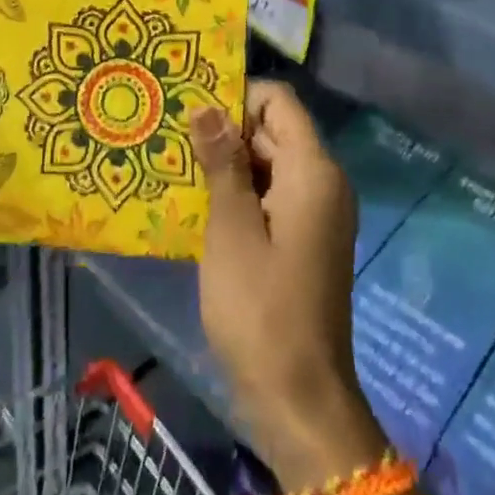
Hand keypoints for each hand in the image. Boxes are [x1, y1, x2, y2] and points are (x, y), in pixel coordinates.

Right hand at [190, 83, 386, 489]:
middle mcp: (324, 183)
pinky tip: (199, 204)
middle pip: (274, 131)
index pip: (279, 102)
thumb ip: (221, 163)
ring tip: (175, 166)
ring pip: (270, 164)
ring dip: (228, 163)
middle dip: (225, 130)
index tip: (190, 111)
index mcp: (313, 172)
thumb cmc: (260, 309)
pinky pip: (272, 195)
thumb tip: (206, 106)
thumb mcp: (230, 229)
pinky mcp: (306, 239)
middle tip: (170, 137)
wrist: (299, 397)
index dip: (237, 97)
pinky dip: (240, 192)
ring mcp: (317, 213)